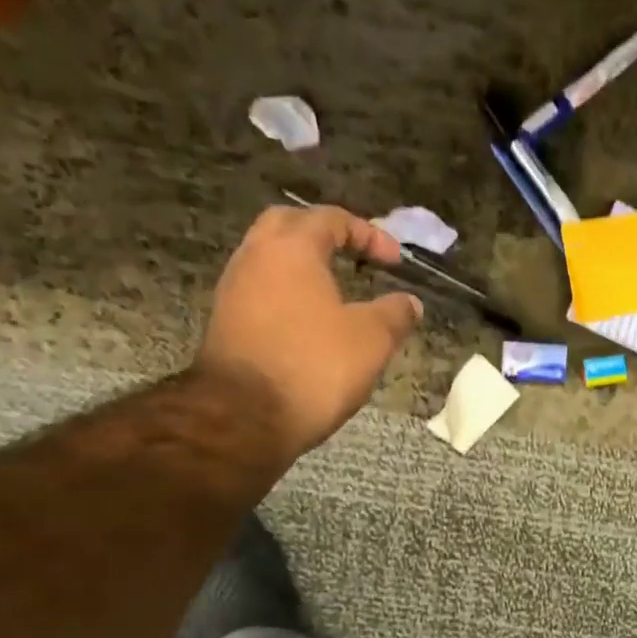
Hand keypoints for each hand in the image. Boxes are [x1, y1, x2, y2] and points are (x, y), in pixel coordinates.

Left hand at [196, 205, 422, 456]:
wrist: (242, 418)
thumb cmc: (313, 367)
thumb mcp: (372, 340)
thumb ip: (395, 314)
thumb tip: (410, 303)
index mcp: (291, 248)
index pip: (331, 219)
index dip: (369, 234)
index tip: (395, 261)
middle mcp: (255, 258)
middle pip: (289, 226)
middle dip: (326, 235)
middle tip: (355, 257)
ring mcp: (234, 291)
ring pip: (271, 260)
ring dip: (304, 267)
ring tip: (337, 292)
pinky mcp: (227, 324)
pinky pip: (262, 292)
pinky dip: (289, 295)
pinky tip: (311, 322)